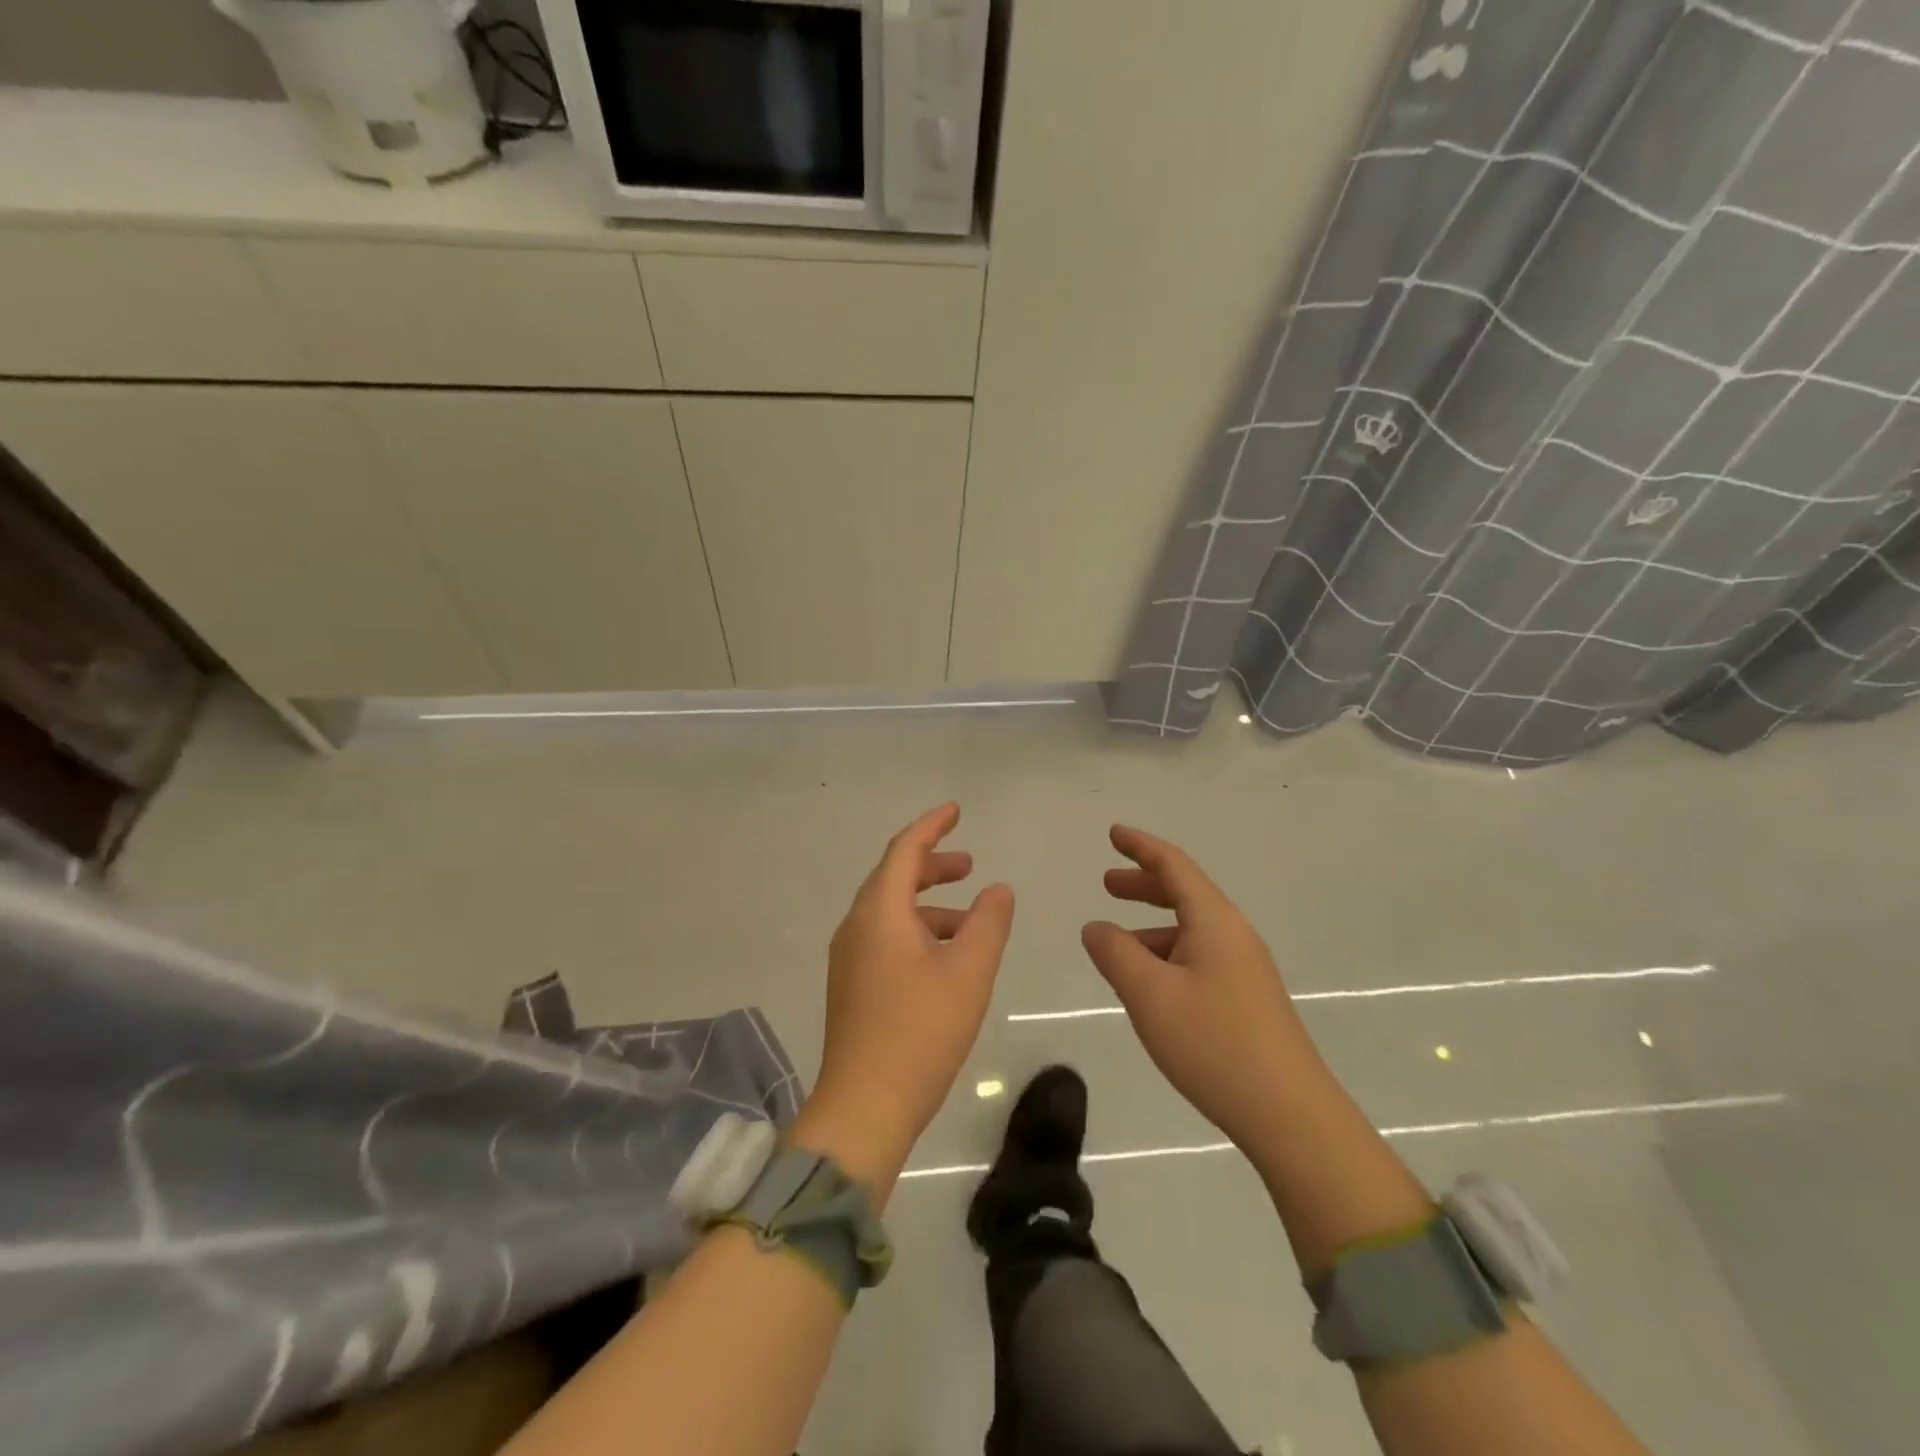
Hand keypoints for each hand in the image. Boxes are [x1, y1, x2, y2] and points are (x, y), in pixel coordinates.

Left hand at [801, 804, 1014, 1185]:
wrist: (864, 1107)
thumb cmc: (920, 1031)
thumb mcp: (968, 971)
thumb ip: (988, 922)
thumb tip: (997, 889)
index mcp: (878, 912)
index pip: (904, 850)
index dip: (932, 826)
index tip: (957, 810)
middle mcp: (856, 927)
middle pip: (893, 878)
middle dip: (932, 865)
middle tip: (970, 864)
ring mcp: (849, 958)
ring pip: (890, 911)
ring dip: (928, 903)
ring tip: (969, 918)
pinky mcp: (852, 986)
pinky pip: (885, 938)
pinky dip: (917, 931)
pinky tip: (944, 958)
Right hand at [1081, 825, 1317, 1152]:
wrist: (1290, 1114)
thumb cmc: (1214, 1043)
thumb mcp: (1150, 995)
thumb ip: (1116, 953)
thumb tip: (1096, 927)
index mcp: (1214, 921)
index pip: (1174, 866)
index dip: (1141, 847)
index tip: (1114, 833)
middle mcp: (1233, 934)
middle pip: (1184, 893)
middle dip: (1143, 885)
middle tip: (1107, 885)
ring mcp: (1245, 967)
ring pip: (1191, 930)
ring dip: (1152, 926)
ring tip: (1117, 946)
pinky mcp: (1247, 998)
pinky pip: (1199, 957)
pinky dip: (1167, 955)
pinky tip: (1149, 985)